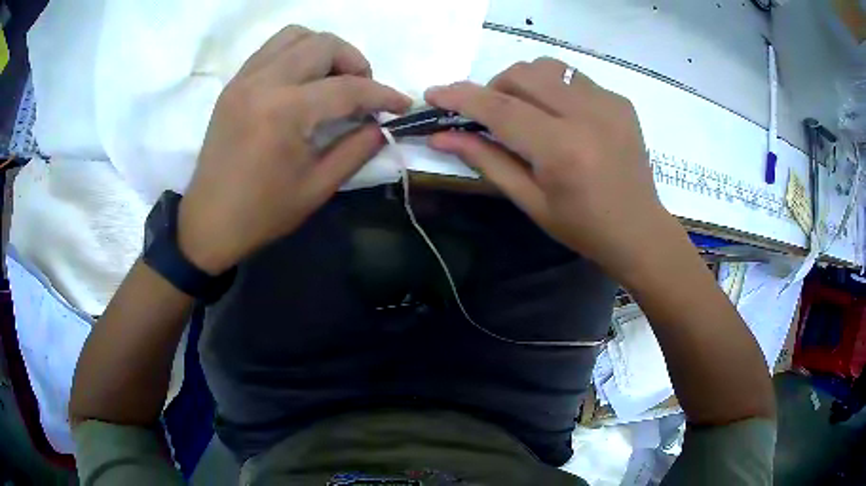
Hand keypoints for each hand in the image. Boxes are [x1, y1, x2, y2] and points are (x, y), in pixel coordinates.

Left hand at [178, 26, 410, 273]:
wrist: (209, 221)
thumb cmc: (262, 212)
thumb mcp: (318, 187)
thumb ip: (357, 149)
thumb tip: (382, 125)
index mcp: (284, 112)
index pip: (347, 88)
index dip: (382, 94)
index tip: (401, 104)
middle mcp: (263, 83)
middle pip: (323, 44)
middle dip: (355, 62)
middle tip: (362, 90)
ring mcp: (244, 79)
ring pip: (295, 35)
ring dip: (324, 49)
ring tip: (332, 79)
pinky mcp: (234, 84)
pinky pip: (272, 49)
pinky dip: (296, 53)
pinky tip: (303, 80)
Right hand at [425, 58, 676, 278]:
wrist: (639, 230)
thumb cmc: (582, 228)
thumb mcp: (530, 201)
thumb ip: (486, 161)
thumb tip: (441, 136)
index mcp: (562, 149)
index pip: (500, 108)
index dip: (461, 97)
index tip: (434, 94)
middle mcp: (587, 115)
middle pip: (522, 74)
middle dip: (494, 87)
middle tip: (490, 115)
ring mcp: (608, 103)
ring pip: (548, 67)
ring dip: (524, 82)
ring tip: (525, 111)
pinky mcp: (620, 101)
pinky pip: (574, 78)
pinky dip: (554, 89)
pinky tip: (561, 116)